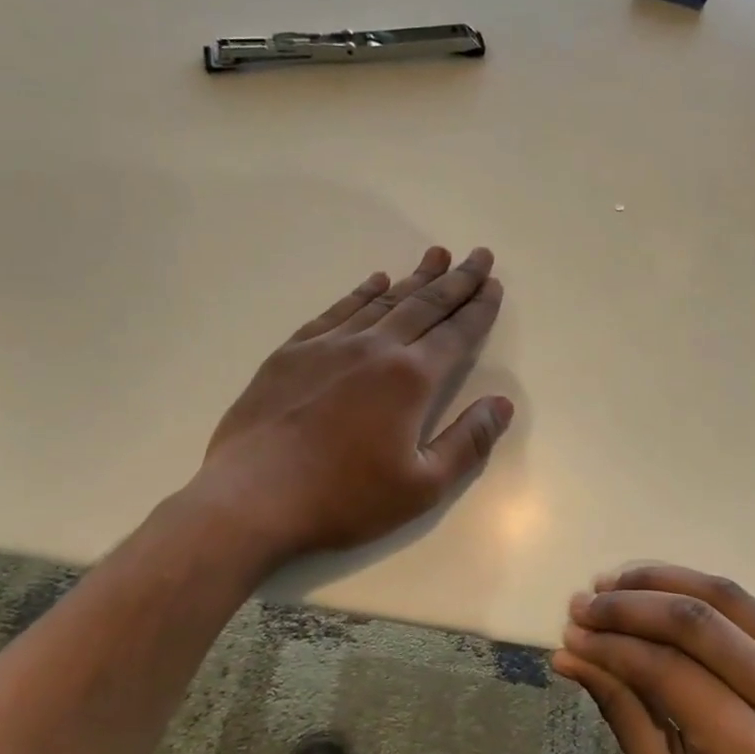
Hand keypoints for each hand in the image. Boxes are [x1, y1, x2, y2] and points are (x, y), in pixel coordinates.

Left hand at [191, 246, 513, 562]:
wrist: (252, 498)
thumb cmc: (344, 498)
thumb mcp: (422, 486)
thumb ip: (468, 442)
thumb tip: (502, 404)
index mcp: (410, 380)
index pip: (455, 334)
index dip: (479, 309)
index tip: (494, 285)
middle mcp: (374, 349)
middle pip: (424, 305)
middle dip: (456, 280)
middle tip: (478, 255)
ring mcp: (329, 346)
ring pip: (382, 301)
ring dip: (414, 278)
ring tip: (436, 256)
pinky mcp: (292, 353)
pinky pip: (337, 311)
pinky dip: (362, 293)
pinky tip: (374, 281)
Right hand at [552, 566, 754, 753]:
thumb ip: (621, 710)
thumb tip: (568, 655)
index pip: (668, 671)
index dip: (612, 644)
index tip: (570, 634)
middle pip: (698, 622)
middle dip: (630, 604)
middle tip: (583, 602)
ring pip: (725, 597)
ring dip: (661, 581)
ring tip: (611, 582)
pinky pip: (746, 606)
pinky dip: (694, 588)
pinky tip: (654, 589)